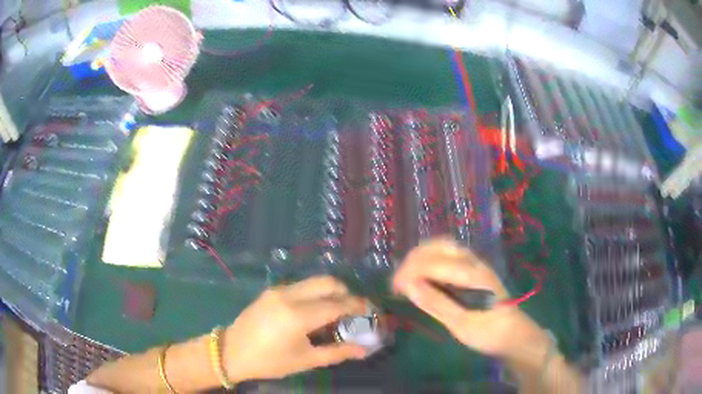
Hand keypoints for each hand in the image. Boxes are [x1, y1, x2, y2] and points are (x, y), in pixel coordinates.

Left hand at [223, 276, 368, 382]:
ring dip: (330, 292)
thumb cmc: (270, 362)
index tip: (370, 310)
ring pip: (314, 281)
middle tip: (354, 310)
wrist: (232, 352)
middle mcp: (289, 295)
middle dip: (346, 293)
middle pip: (327, 282)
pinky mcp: (271, 290)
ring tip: (337, 311)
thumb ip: (337, 352)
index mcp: (298, 316)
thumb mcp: (305, 360)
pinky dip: (315, 293)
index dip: (357, 306)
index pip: (337, 304)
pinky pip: (301, 286)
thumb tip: (364, 349)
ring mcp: (278, 290)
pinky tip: (315, 311)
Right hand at [392, 239, 547, 358]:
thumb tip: (409, 286)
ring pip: (443, 247)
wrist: (513, 335)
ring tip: (406, 277)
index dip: (410, 271)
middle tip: (398, 282)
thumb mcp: (462, 325)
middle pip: (438, 246)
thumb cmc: (489, 333)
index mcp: (473, 275)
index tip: (394, 288)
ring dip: (420, 257)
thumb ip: (437, 304)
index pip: (434, 262)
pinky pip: (448, 255)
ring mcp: (475, 265)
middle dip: (413, 260)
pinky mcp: (473, 271)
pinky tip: (422, 276)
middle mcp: (474, 263)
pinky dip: (429, 260)